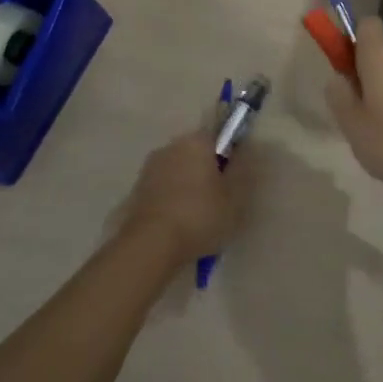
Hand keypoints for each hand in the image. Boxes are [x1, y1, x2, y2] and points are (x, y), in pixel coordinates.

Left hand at [121, 128, 252, 263]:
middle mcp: (171, 146)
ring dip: (189, 185)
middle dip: (208, 171)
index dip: (230, 156)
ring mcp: (151, 167)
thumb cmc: (199, 216)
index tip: (233, 180)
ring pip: (179, 170)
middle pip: (197, 153)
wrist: (150, 245)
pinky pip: (163, 187)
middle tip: (219, 200)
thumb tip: (246, 148)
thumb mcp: (234, 196)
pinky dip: (172, 198)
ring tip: (198, 217)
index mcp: (197, 141)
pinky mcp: (137, 189)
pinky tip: (178, 223)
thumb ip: (242, 168)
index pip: (219, 136)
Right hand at [325, 16, 382, 196]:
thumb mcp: (352, 123)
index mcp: (382, 55)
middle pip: (381, 52)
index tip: (343, 66)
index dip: (351, 39)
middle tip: (355, 109)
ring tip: (377, 130)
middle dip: (366, 73)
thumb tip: (339, 77)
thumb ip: (339, 95)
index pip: (366, 24)